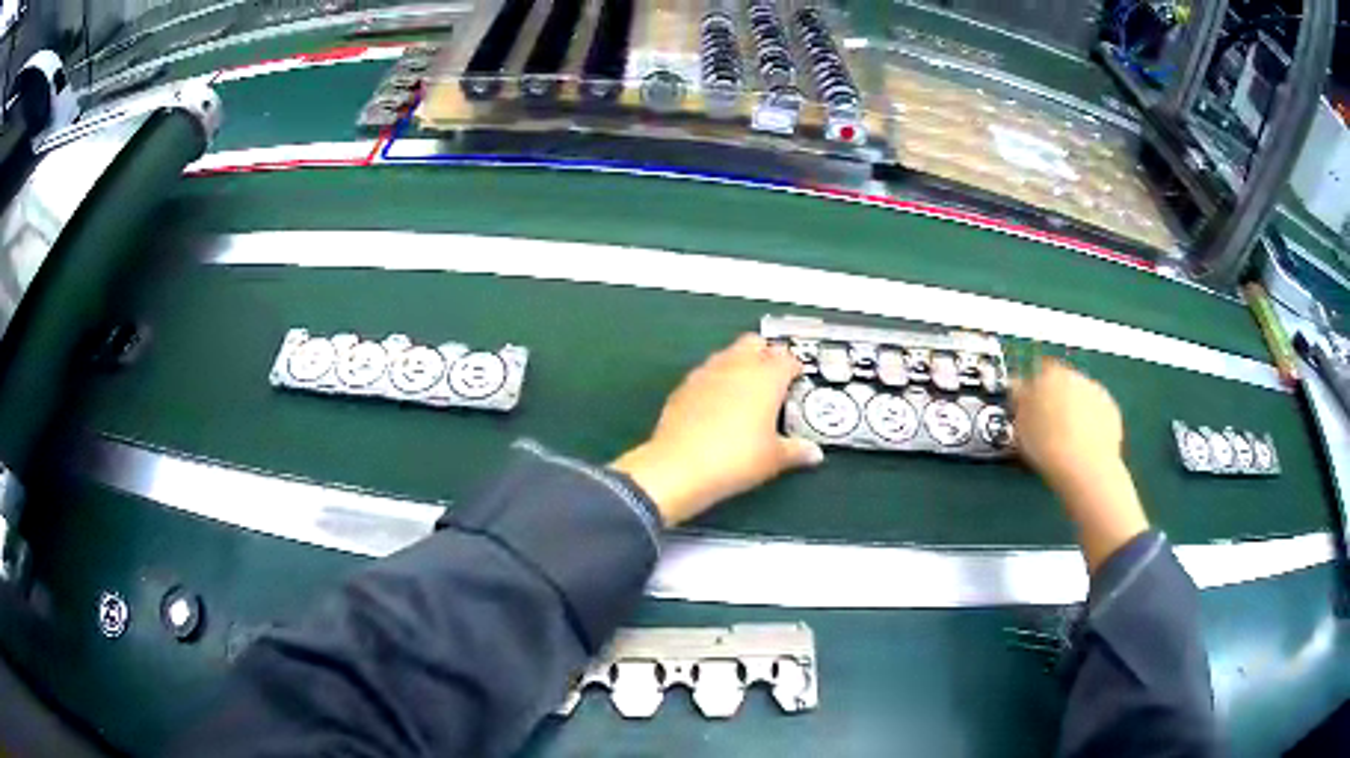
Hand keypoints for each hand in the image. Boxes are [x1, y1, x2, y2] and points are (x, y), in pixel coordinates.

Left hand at [611, 334, 823, 525]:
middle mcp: (736, 365)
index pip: (787, 358)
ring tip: (745, 392)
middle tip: (773, 380)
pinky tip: (716, 406)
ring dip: (738, 365)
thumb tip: (814, 453)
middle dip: (765, 354)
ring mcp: (706, 372)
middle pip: (754, 343)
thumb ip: (796, 451)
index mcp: (765, 377)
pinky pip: (705, 374)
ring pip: (727, 354)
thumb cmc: (737, 458)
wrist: (679, 466)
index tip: (798, 382)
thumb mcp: (773, 459)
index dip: (795, 368)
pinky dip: (715, 382)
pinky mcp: (683, 387)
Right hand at [1012, 358, 1148, 570]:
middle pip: (1063, 383)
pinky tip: (1084, 445)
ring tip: (1067, 441)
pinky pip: (1097, 413)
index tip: (1029, 408)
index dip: (1034, 390)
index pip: (1039, 372)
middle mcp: (1076, 376)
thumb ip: (1020, 400)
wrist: (1085, 468)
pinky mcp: (1112, 411)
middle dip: (1056, 399)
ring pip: (1081, 397)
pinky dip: (1091, 424)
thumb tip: (1019, 388)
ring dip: (1075, 411)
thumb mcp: (1020, 424)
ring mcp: (1097, 392)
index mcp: (1050, 374)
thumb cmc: (1047, 446)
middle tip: (1048, 427)